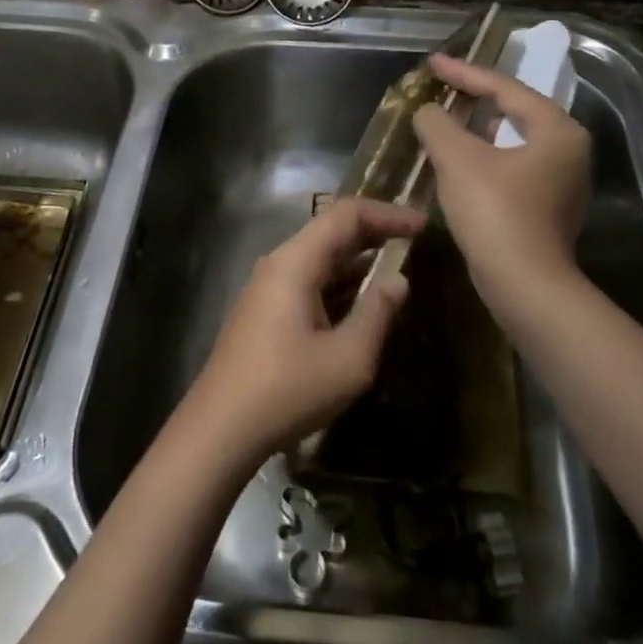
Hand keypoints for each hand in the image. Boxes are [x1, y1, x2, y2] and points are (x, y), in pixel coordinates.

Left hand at [188, 198, 426, 461]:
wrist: (220, 429)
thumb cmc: (287, 390)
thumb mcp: (348, 358)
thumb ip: (378, 313)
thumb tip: (398, 280)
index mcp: (296, 262)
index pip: (346, 215)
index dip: (387, 214)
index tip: (422, 225)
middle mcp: (279, 265)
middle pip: (331, 233)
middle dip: (375, 234)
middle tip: (415, 244)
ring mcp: (268, 289)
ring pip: (320, 261)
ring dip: (359, 263)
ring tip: (397, 273)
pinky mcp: (266, 313)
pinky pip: (310, 283)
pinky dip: (341, 286)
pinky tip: (363, 306)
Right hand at [413, 54, 591, 316]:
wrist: (524, 286)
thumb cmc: (495, 212)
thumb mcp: (458, 159)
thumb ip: (438, 125)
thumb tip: (428, 112)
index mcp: (558, 130)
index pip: (506, 88)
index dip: (465, 73)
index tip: (433, 63)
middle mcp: (569, 152)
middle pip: (515, 112)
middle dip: (476, 99)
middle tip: (443, 87)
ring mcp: (562, 184)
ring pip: (513, 142)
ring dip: (478, 132)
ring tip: (447, 122)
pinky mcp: (547, 210)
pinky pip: (512, 169)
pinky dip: (485, 159)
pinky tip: (460, 163)